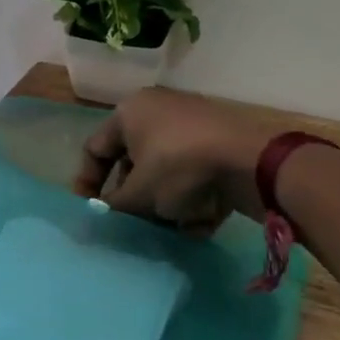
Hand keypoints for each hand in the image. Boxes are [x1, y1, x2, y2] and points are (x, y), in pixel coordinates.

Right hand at [72, 87, 275, 231]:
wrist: (252, 162)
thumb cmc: (179, 168)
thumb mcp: (138, 195)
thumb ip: (113, 206)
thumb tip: (101, 214)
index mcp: (129, 112)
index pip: (95, 149)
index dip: (87, 183)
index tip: (92, 211)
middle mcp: (158, 110)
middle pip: (132, 161)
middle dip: (132, 197)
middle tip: (133, 223)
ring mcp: (192, 124)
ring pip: (165, 170)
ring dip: (163, 203)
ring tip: (169, 229)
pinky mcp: (220, 142)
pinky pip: (194, 173)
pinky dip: (193, 197)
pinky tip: (198, 223)